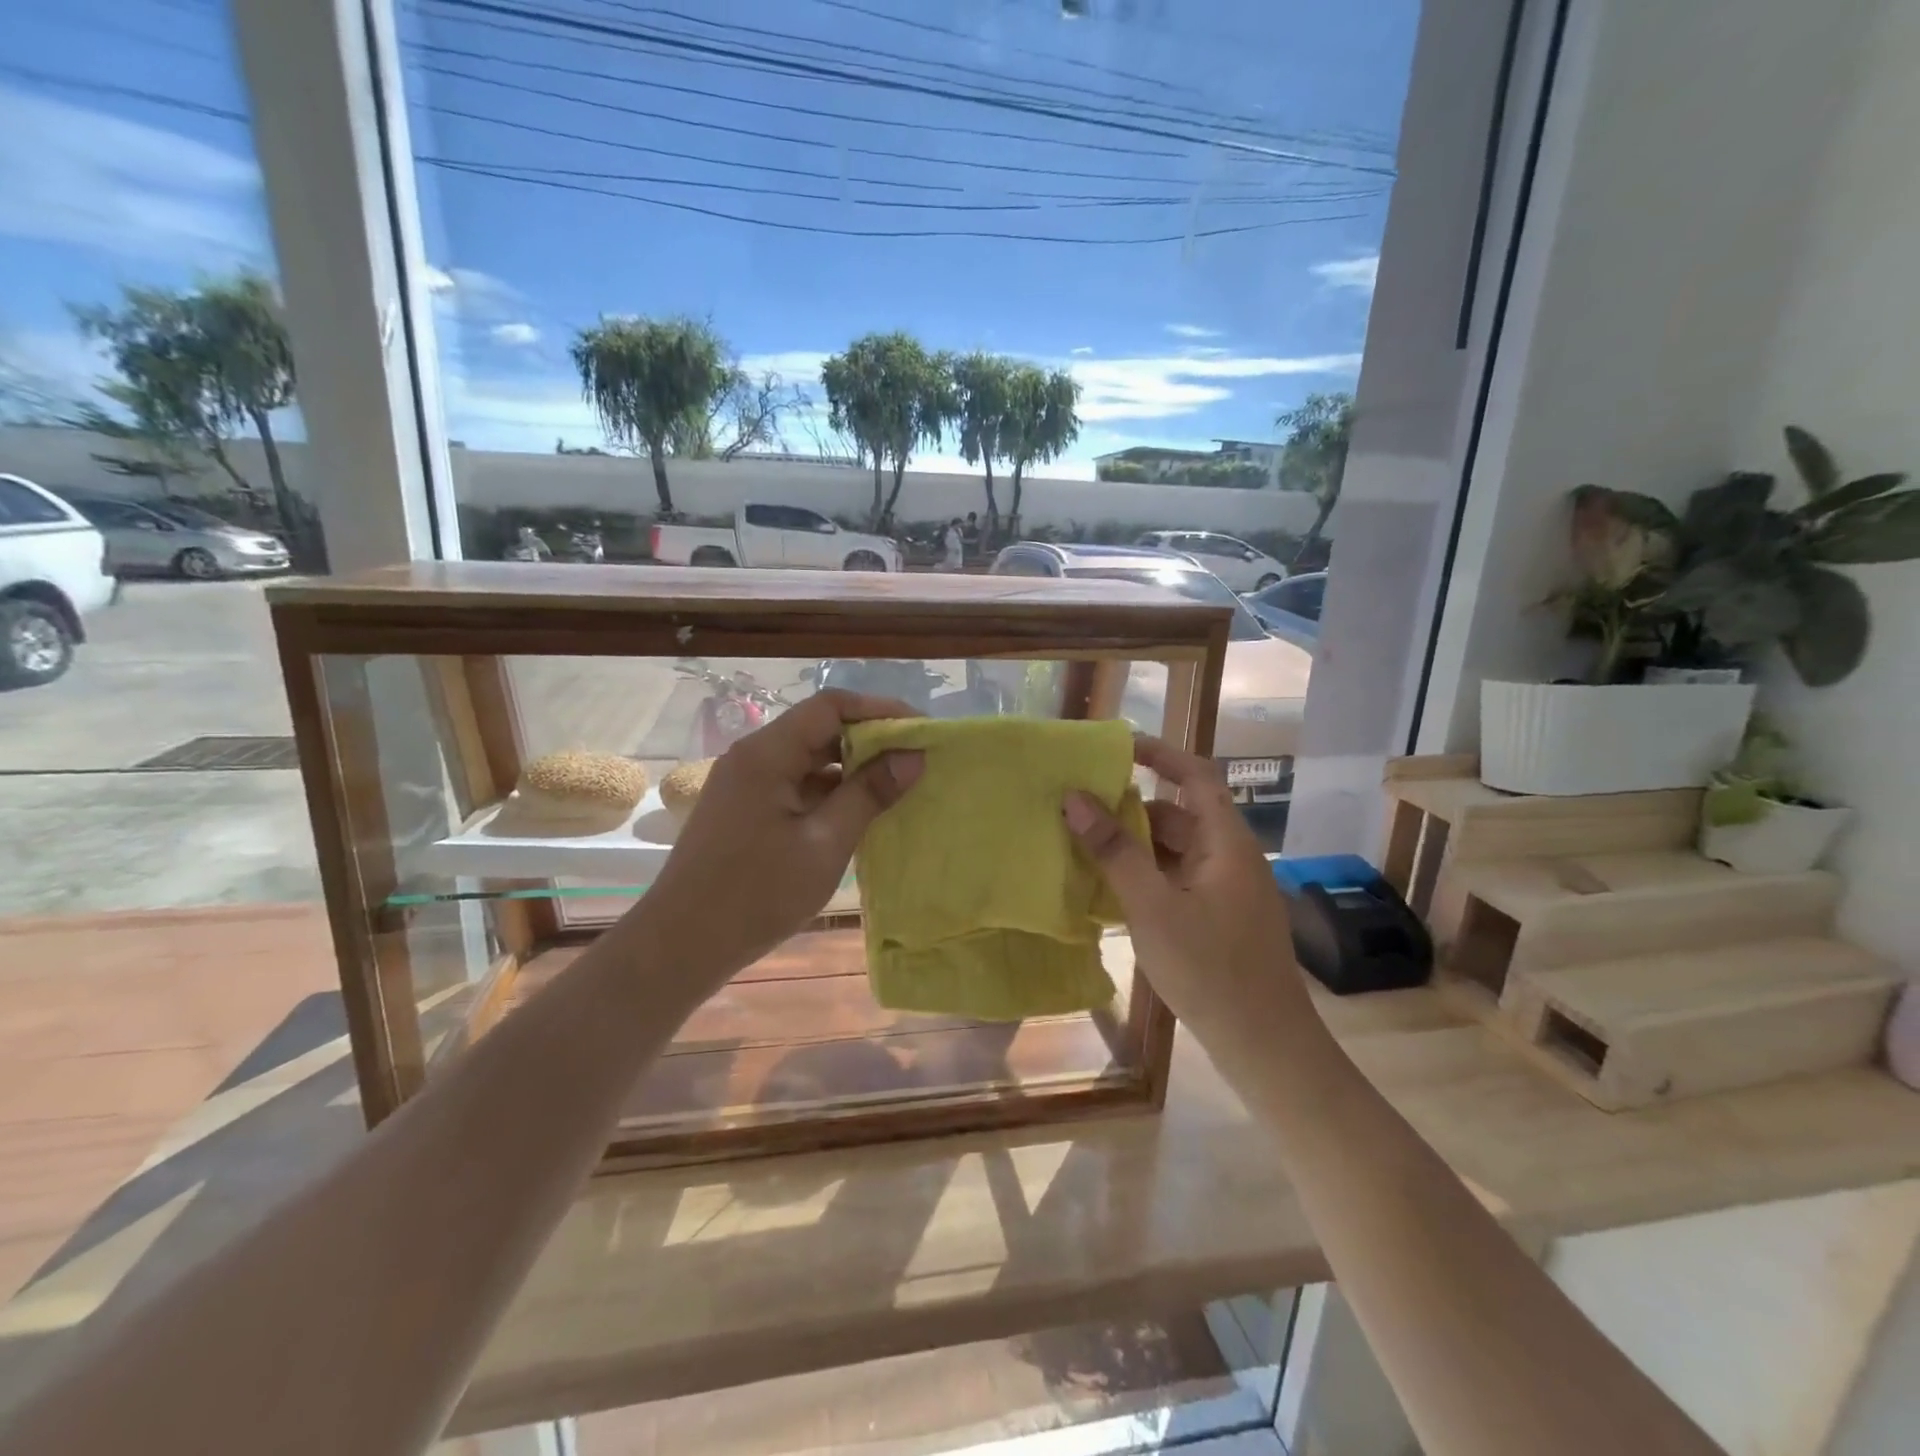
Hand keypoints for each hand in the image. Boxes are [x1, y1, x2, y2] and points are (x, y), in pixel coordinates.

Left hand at [641, 689, 923, 980]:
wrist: (682, 945)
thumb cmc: (757, 893)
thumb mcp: (825, 844)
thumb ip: (869, 794)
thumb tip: (913, 756)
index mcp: (768, 753)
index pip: (831, 707)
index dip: (880, 710)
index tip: (921, 729)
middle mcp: (753, 757)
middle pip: (819, 729)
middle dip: (870, 740)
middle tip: (916, 759)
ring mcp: (746, 783)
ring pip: (808, 758)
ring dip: (851, 768)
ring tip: (896, 785)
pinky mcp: (745, 809)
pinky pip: (795, 784)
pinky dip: (829, 791)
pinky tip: (858, 813)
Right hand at [1063, 736, 1309, 1048]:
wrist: (1265, 1046)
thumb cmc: (1210, 969)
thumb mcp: (1152, 907)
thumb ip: (1113, 851)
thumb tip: (1074, 798)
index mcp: (1227, 843)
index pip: (1196, 776)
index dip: (1160, 754)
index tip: (1115, 747)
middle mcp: (1231, 858)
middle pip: (1180, 815)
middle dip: (1132, 808)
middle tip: (1081, 807)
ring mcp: (1228, 891)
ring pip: (1176, 851)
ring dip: (1136, 846)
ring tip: (1086, 848)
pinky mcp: (1220, 919)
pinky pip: (1178, 880)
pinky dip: (1147, 876)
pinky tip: (1112, 891)